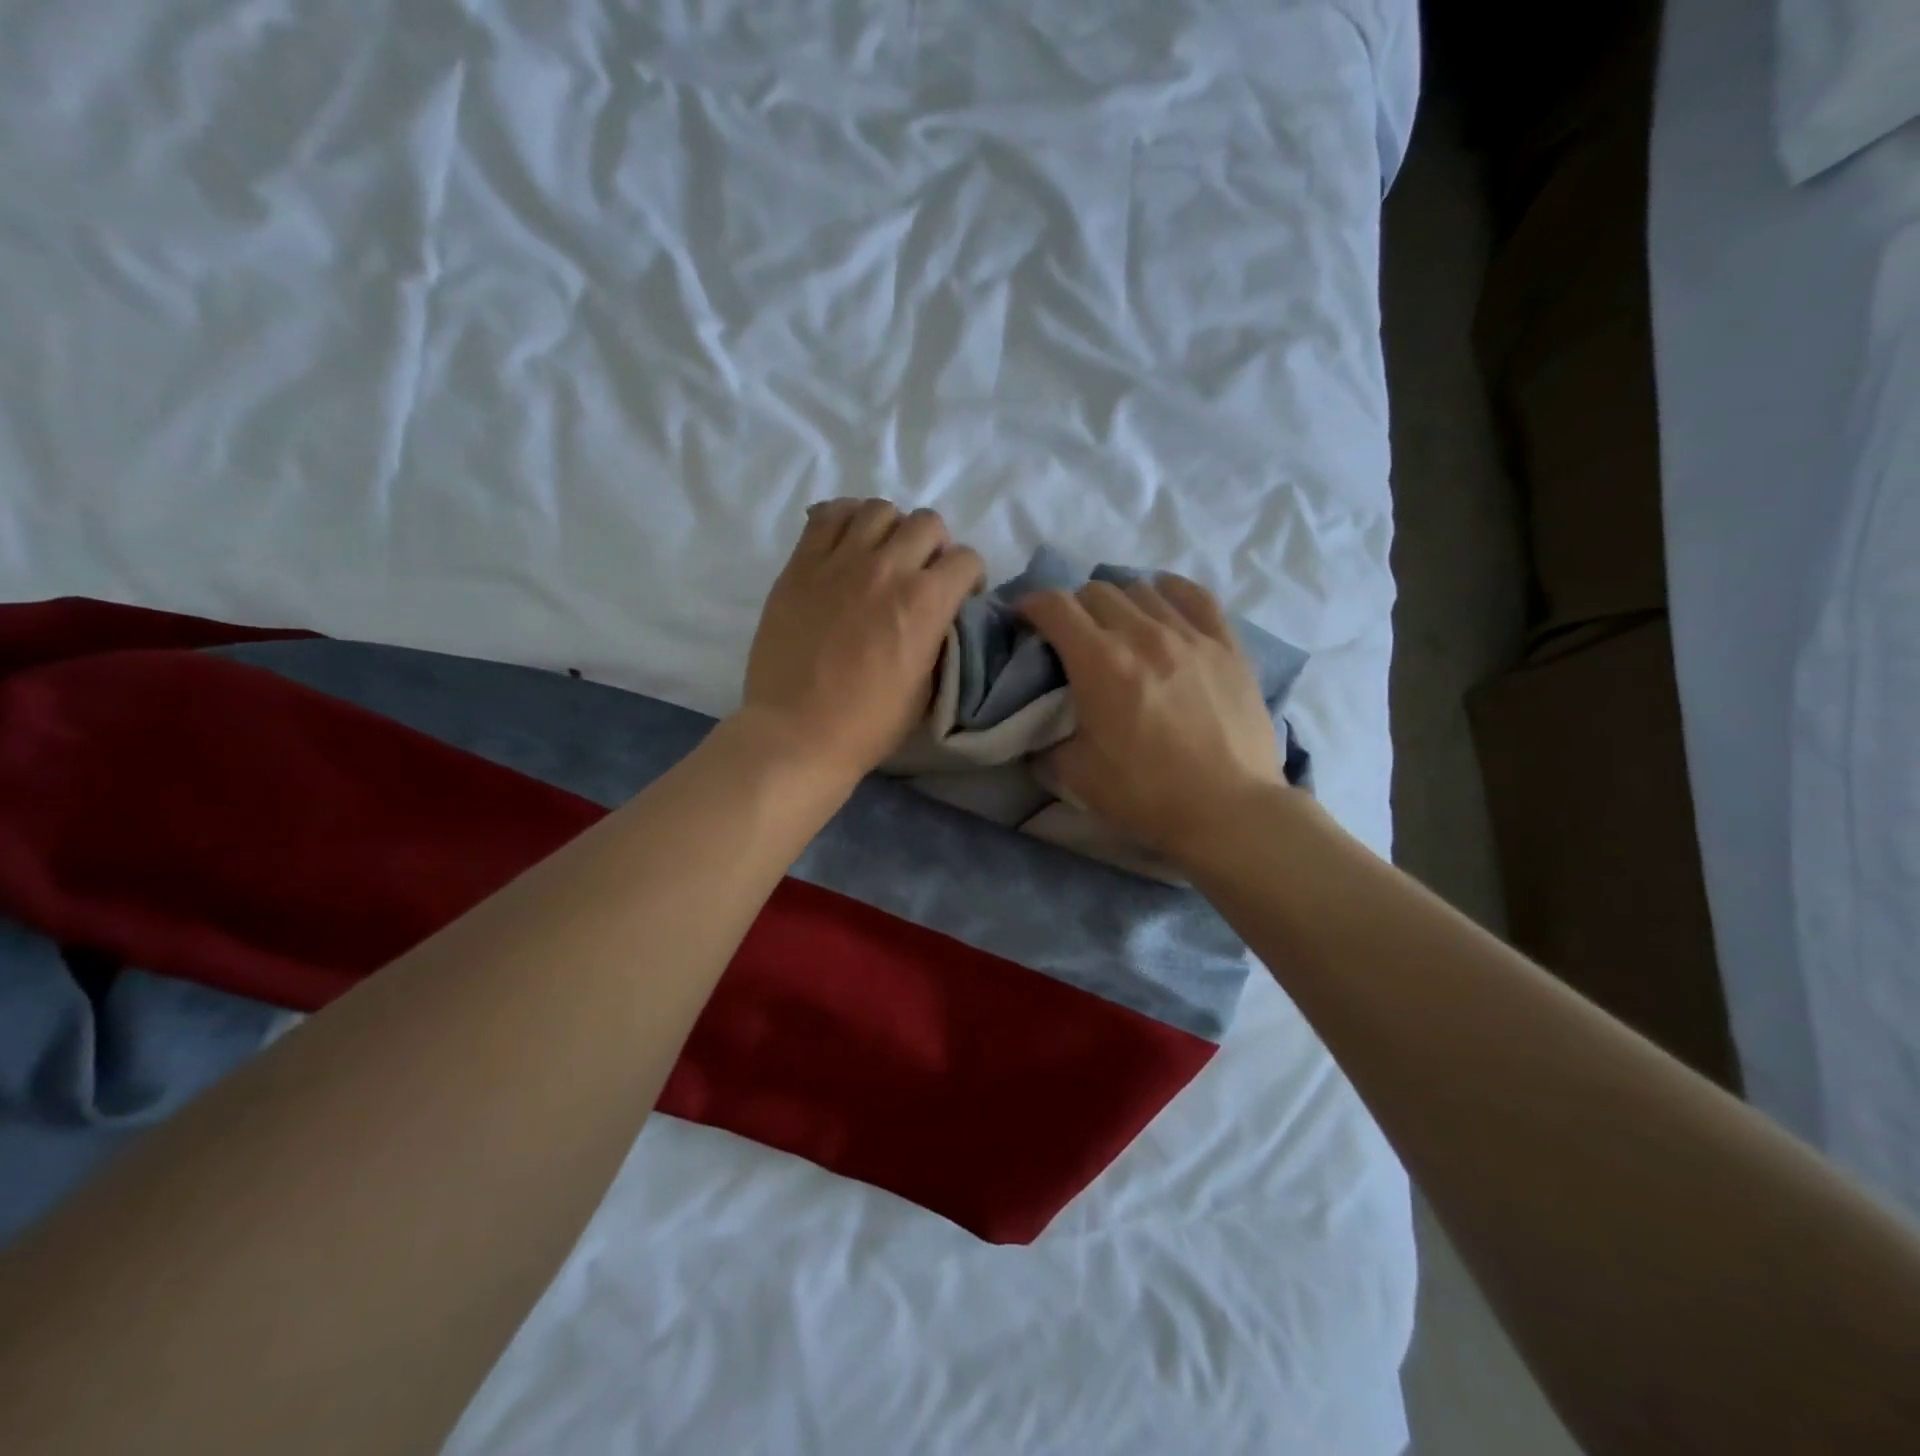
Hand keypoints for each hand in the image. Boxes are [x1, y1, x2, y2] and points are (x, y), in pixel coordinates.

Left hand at [738, 498, 983, 790]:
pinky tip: (847, 543)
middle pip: (928, 523)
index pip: (967, 558)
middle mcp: (887, 568)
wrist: (797, 732)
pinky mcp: (801, 564)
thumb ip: (939, 639)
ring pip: (879, 510)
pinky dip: (846, 519)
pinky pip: (828, 515)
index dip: (970, 577)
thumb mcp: (927, 688)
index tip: (959, 597)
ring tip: (882, 556)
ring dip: (892, 529)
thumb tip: (941, 616)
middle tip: (921, 574)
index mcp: (926, 602)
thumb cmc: (868, 724)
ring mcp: (840, 561)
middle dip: (936, 547)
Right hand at [1019, 576, 1287, 864]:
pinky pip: (1195, 596)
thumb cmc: (1147, 794)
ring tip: (1117, 626)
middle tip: (1070, 634)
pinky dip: (1169, 593)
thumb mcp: (1076, 775)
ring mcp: (1190, 635)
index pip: (1055, 606)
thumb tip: (1039, 729)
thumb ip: (1047, 743)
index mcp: (1100, 663)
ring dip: (1118, 602)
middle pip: (1096, 592)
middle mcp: (1142, 634)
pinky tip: (1163, 605)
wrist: (1228, 811)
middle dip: (1072, 607)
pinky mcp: (1227, 644)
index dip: (1030, 603)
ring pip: (1142, 589)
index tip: (1023, 617)